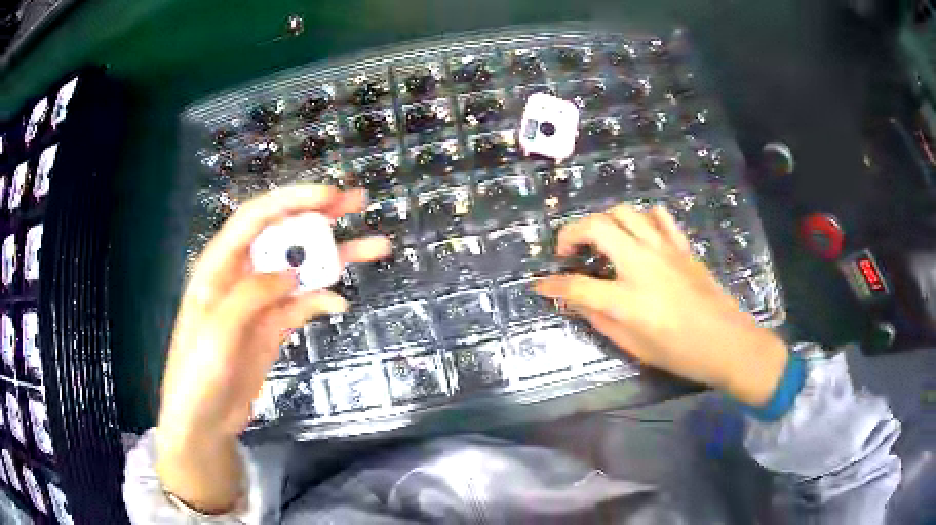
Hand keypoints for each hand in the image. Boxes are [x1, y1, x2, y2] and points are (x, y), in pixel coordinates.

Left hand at [156, 185, 389, 512]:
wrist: (205, 420)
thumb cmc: (198, 373)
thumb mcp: (218, 330)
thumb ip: (251, 295)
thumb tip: (290, 273)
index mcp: (219, 265)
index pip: (256, 218)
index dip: (292, 200)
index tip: (330, 196)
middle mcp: (241, 276)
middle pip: (283, 236)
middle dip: (320, 217)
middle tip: (358, 202)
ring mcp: (259, 303)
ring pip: (300, 269)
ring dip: (334, 257)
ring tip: (375, 247)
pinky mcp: (272, 328)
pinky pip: (301, 306)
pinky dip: (321, 300)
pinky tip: (339, 303)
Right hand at [535, 204, 787, 406]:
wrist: (727, 342)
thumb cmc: (680, 353)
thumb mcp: (635, 346)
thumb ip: (601, 320)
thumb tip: (578, 302)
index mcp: (626, 299)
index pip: (576, 287)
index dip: (552, 286)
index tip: (539, 286)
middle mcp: (641, 265)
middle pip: (596, 227)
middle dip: (571, 233)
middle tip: (568, 252)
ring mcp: (663, 250)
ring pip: (624, 212)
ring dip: (603, 221)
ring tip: (600, 241)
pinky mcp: (681, 246)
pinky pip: (657, 217)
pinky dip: (641, 219)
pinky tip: (638, 235)